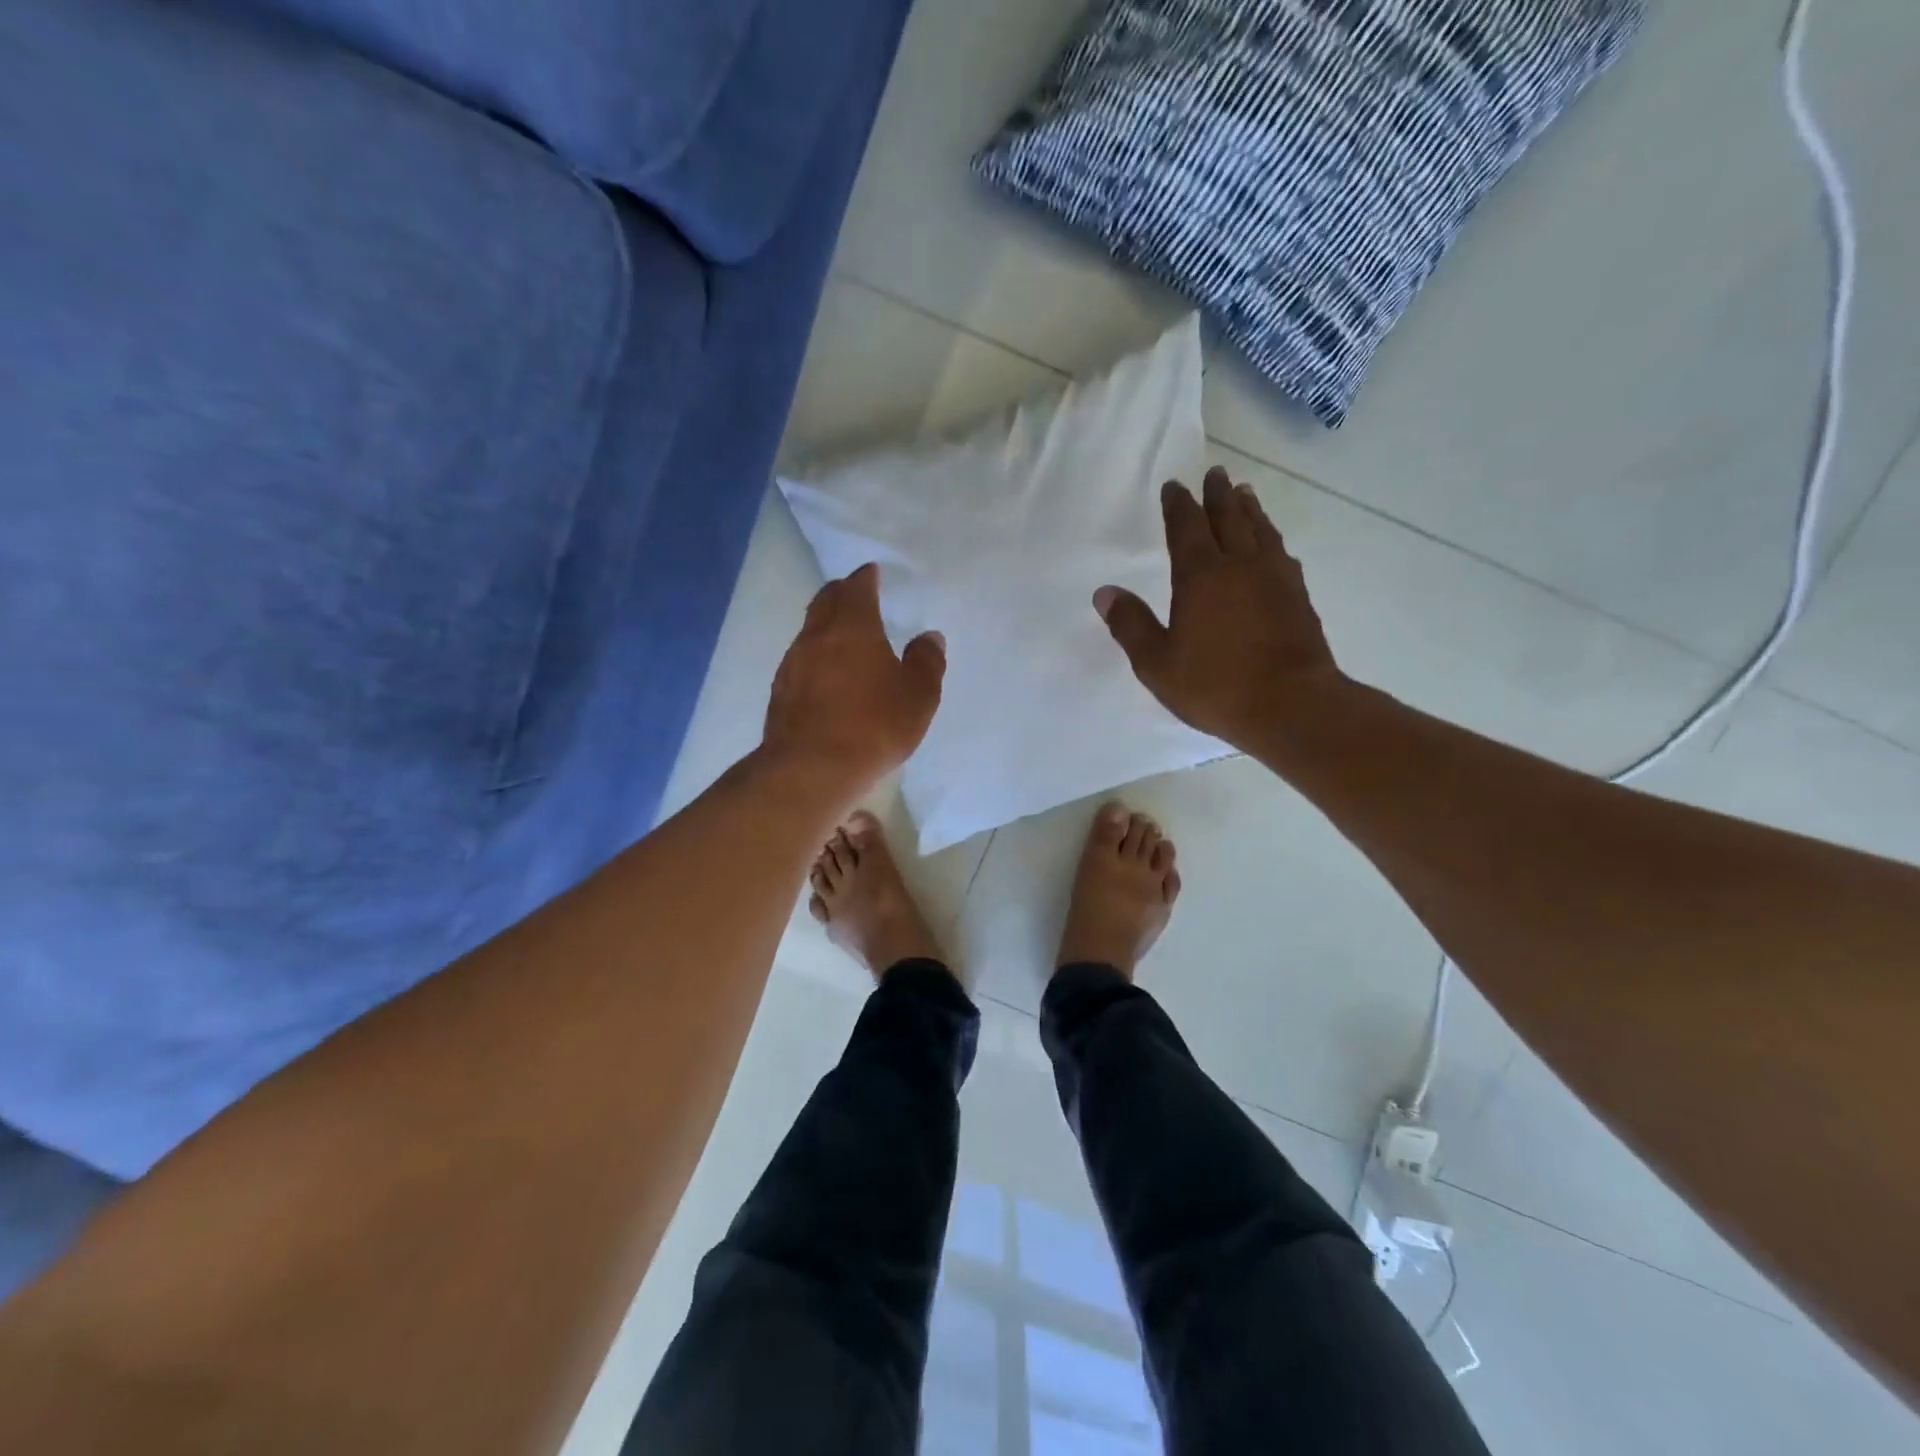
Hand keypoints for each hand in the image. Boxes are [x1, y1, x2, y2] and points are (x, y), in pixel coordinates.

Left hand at [762, 563, 945, 800]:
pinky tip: (825, 675)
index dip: (866, 577)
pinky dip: (815, 657)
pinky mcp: (780, 692)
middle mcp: (817, 636)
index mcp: (853, 626)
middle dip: (840, 593)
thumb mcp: (918, 696)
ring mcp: (792, 663)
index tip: (872, 573)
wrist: (812, 768)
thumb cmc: (874, 725)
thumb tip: (929, 637)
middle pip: (825, 601)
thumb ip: (927, 661)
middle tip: (854, 594)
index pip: (857, 587)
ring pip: (809, 631)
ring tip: (842, 636)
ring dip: (825, 626)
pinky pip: (800, 661)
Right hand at [1094, 467, 1344, 746]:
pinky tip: (1274, 545)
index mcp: (1201, 577)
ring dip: (1249, 509)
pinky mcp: (1299, 597)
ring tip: (1245, 493)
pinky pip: (1282, 554)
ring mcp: (1275, 579)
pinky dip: (1272, 540)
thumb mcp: (1157, 663)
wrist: (1292, 705)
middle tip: (1215, 472)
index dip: (1178, 505)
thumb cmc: (1216, 686)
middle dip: (1218, 494)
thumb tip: (1105, 592)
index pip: (1186, 528)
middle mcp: (1240, 566)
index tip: (1174, 486)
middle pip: (1228, 518)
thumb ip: (1131, 625)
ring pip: (1261, 531)